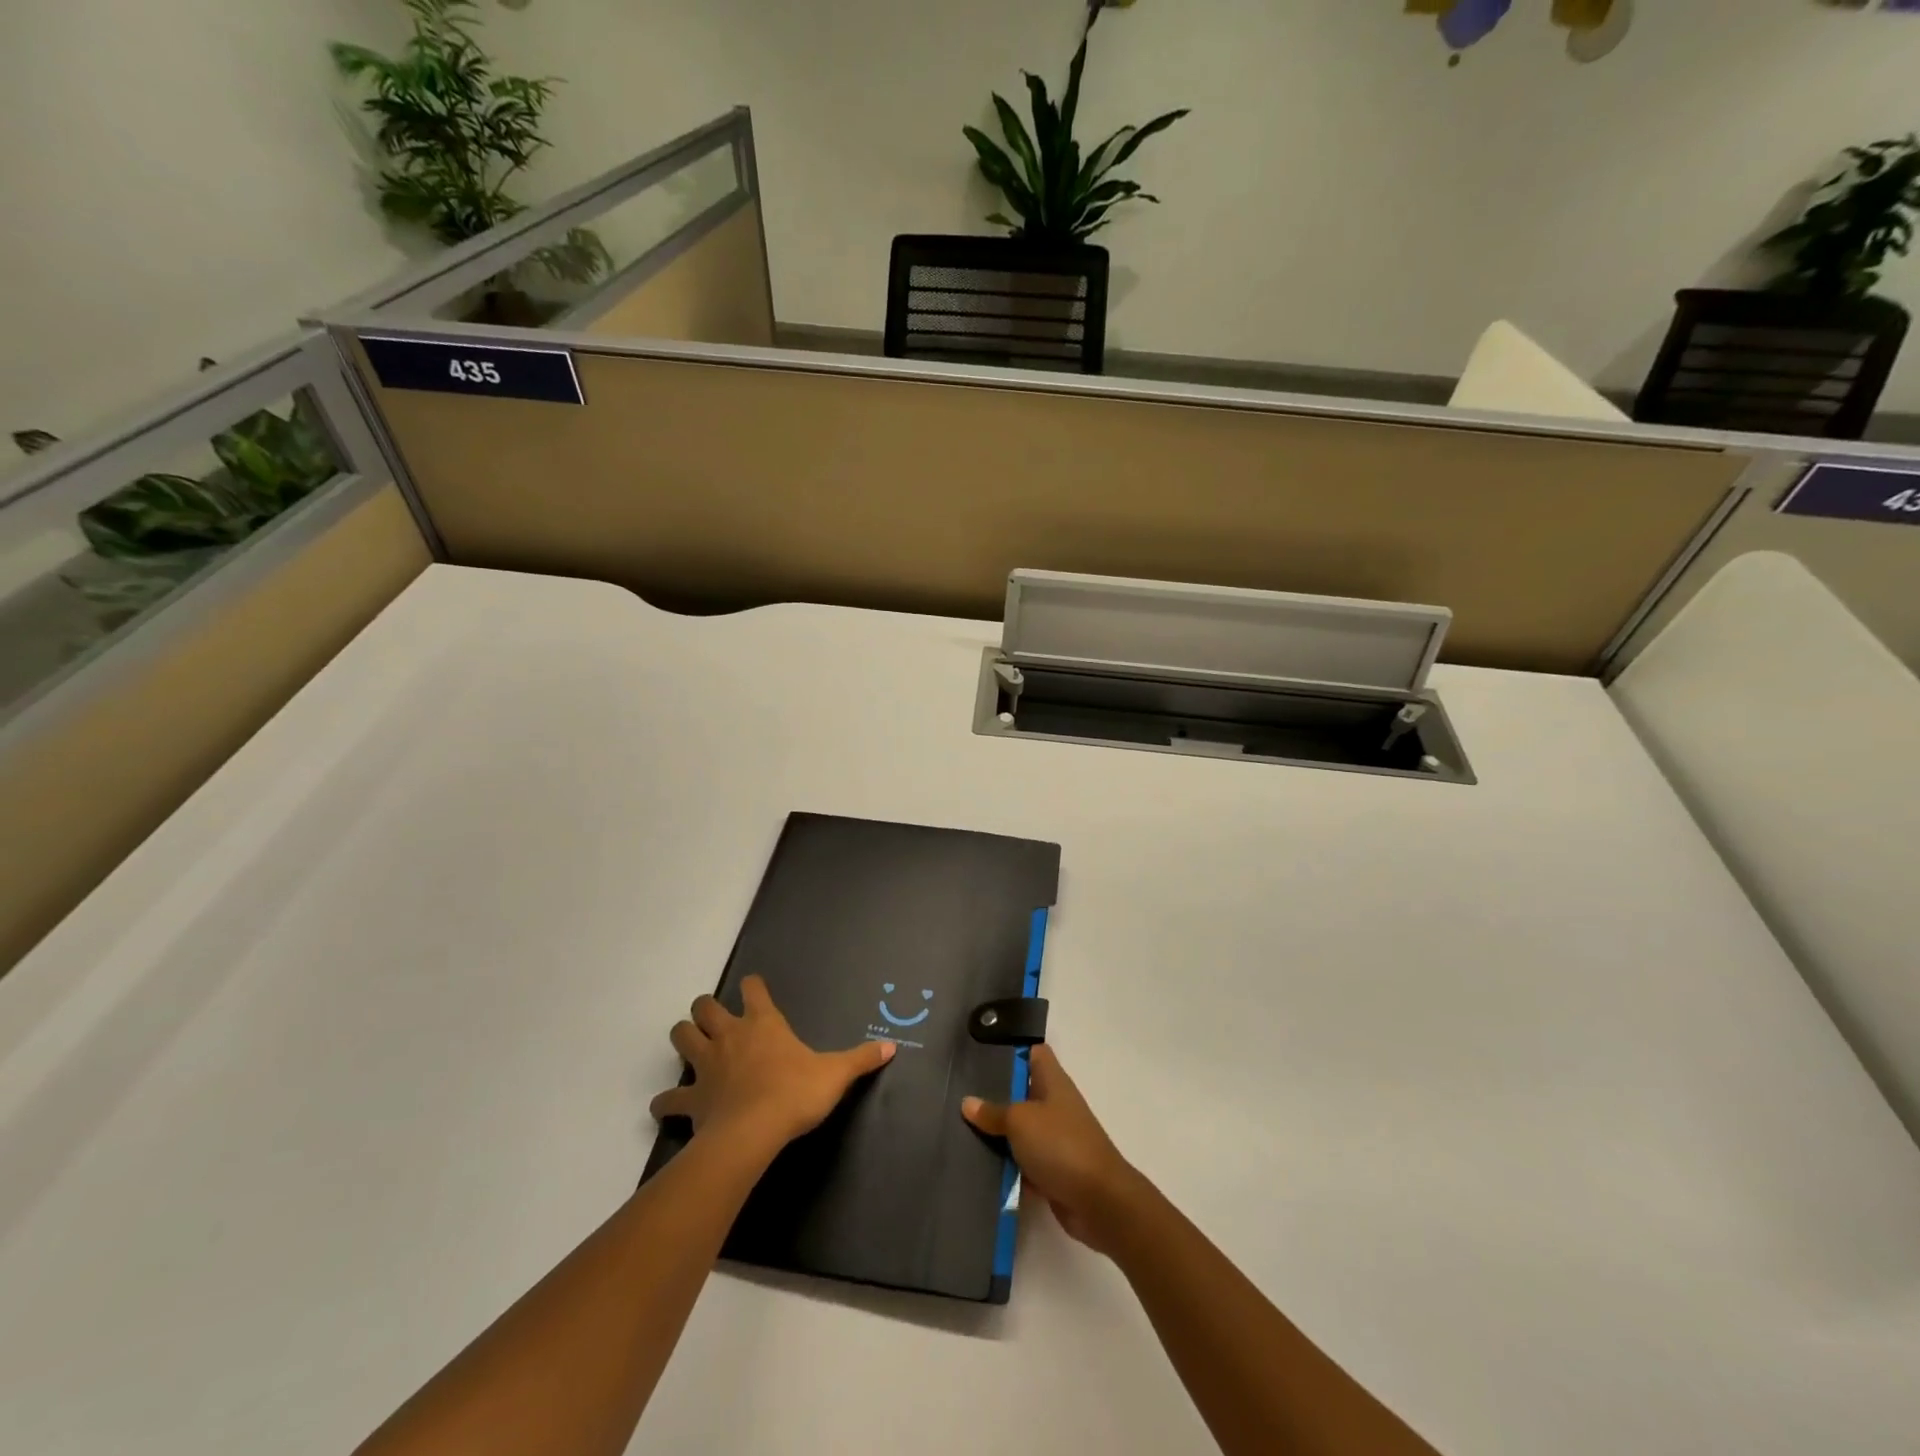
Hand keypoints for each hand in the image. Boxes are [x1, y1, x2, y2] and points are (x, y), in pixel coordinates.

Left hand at [649, 975, 895, 1153]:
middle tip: (715, 1020)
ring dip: (684, 1039)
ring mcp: (706, 1066)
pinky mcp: (691, 1098)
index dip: (752, 986)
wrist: (754, 1133)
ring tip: (692, 1049)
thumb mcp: (835, 1074)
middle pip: (703, 1008)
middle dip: (704, 1009)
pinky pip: (668, 1098)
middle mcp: (730, 1036)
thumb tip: (891, 1047)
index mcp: (763, 1023)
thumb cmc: (795, 1093)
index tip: (754, 990)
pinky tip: (668, 1106)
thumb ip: (861, 1059)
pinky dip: (666, 1101)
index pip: (752, 988)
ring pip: (681, 1038)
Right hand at [962, 1044, 1145, 1255]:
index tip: (980, 1055)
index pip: (1033, 1053)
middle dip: (993, 1095)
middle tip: (958, 1095)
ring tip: (958, 1130)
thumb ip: (993, 1112)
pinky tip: (976, 1166)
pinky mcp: (1051, 1170)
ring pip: (1019, 1130)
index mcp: (1053, 1082)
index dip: (1011, 1050)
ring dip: (996, 1134)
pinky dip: (1005, 1165)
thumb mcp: (1021, 1121)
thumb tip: (968, 1102)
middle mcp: (1054, 1106)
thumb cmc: (1061, 1145)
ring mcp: (1054, 1139)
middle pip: (1021, 1092)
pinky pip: (1022, 1161)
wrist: (1099, 1201)